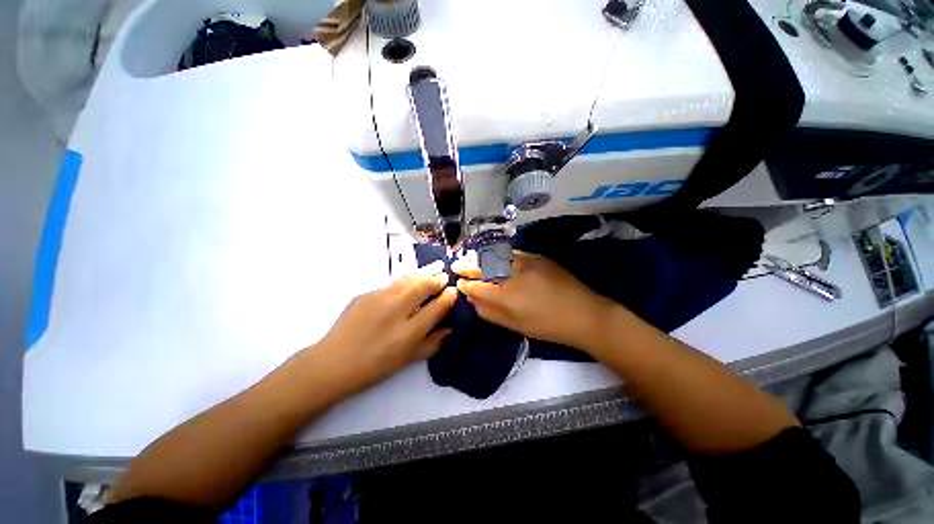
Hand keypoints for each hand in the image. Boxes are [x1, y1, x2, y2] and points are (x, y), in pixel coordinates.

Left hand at [313, 261, 457, 392]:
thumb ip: (432, 343)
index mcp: (408, 332)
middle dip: (437, 278)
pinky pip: (392, 284)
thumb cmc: (374, 367)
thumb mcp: (407, 361)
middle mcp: (395, 311)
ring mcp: (378, 299)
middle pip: (423, 286)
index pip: (436, 307)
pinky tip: (411, 280)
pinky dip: (406, 280)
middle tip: (445, 274)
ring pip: (407, 280)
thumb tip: (449, 328)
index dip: (447, 297)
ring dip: (424, 272)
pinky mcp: (365, 294)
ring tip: (435, 265)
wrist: (332, 363)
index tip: (453, 291)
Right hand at [453, 251, 615, 350]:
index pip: (476, 286)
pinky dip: (498, 255)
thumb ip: (490, 312)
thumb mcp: (515, 325)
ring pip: (495, 255)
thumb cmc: (547, 326)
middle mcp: (512, 274)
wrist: (583, 313)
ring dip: (480, 257)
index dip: (465, 284)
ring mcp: (525, 261)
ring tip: (471, 260)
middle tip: (457, 266)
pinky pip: (511, 252)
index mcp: (506, 296)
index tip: (459, 283)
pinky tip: (494, 258)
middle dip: (467, 266)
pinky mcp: (536, 256)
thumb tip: (473, 300)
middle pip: (482, 266)